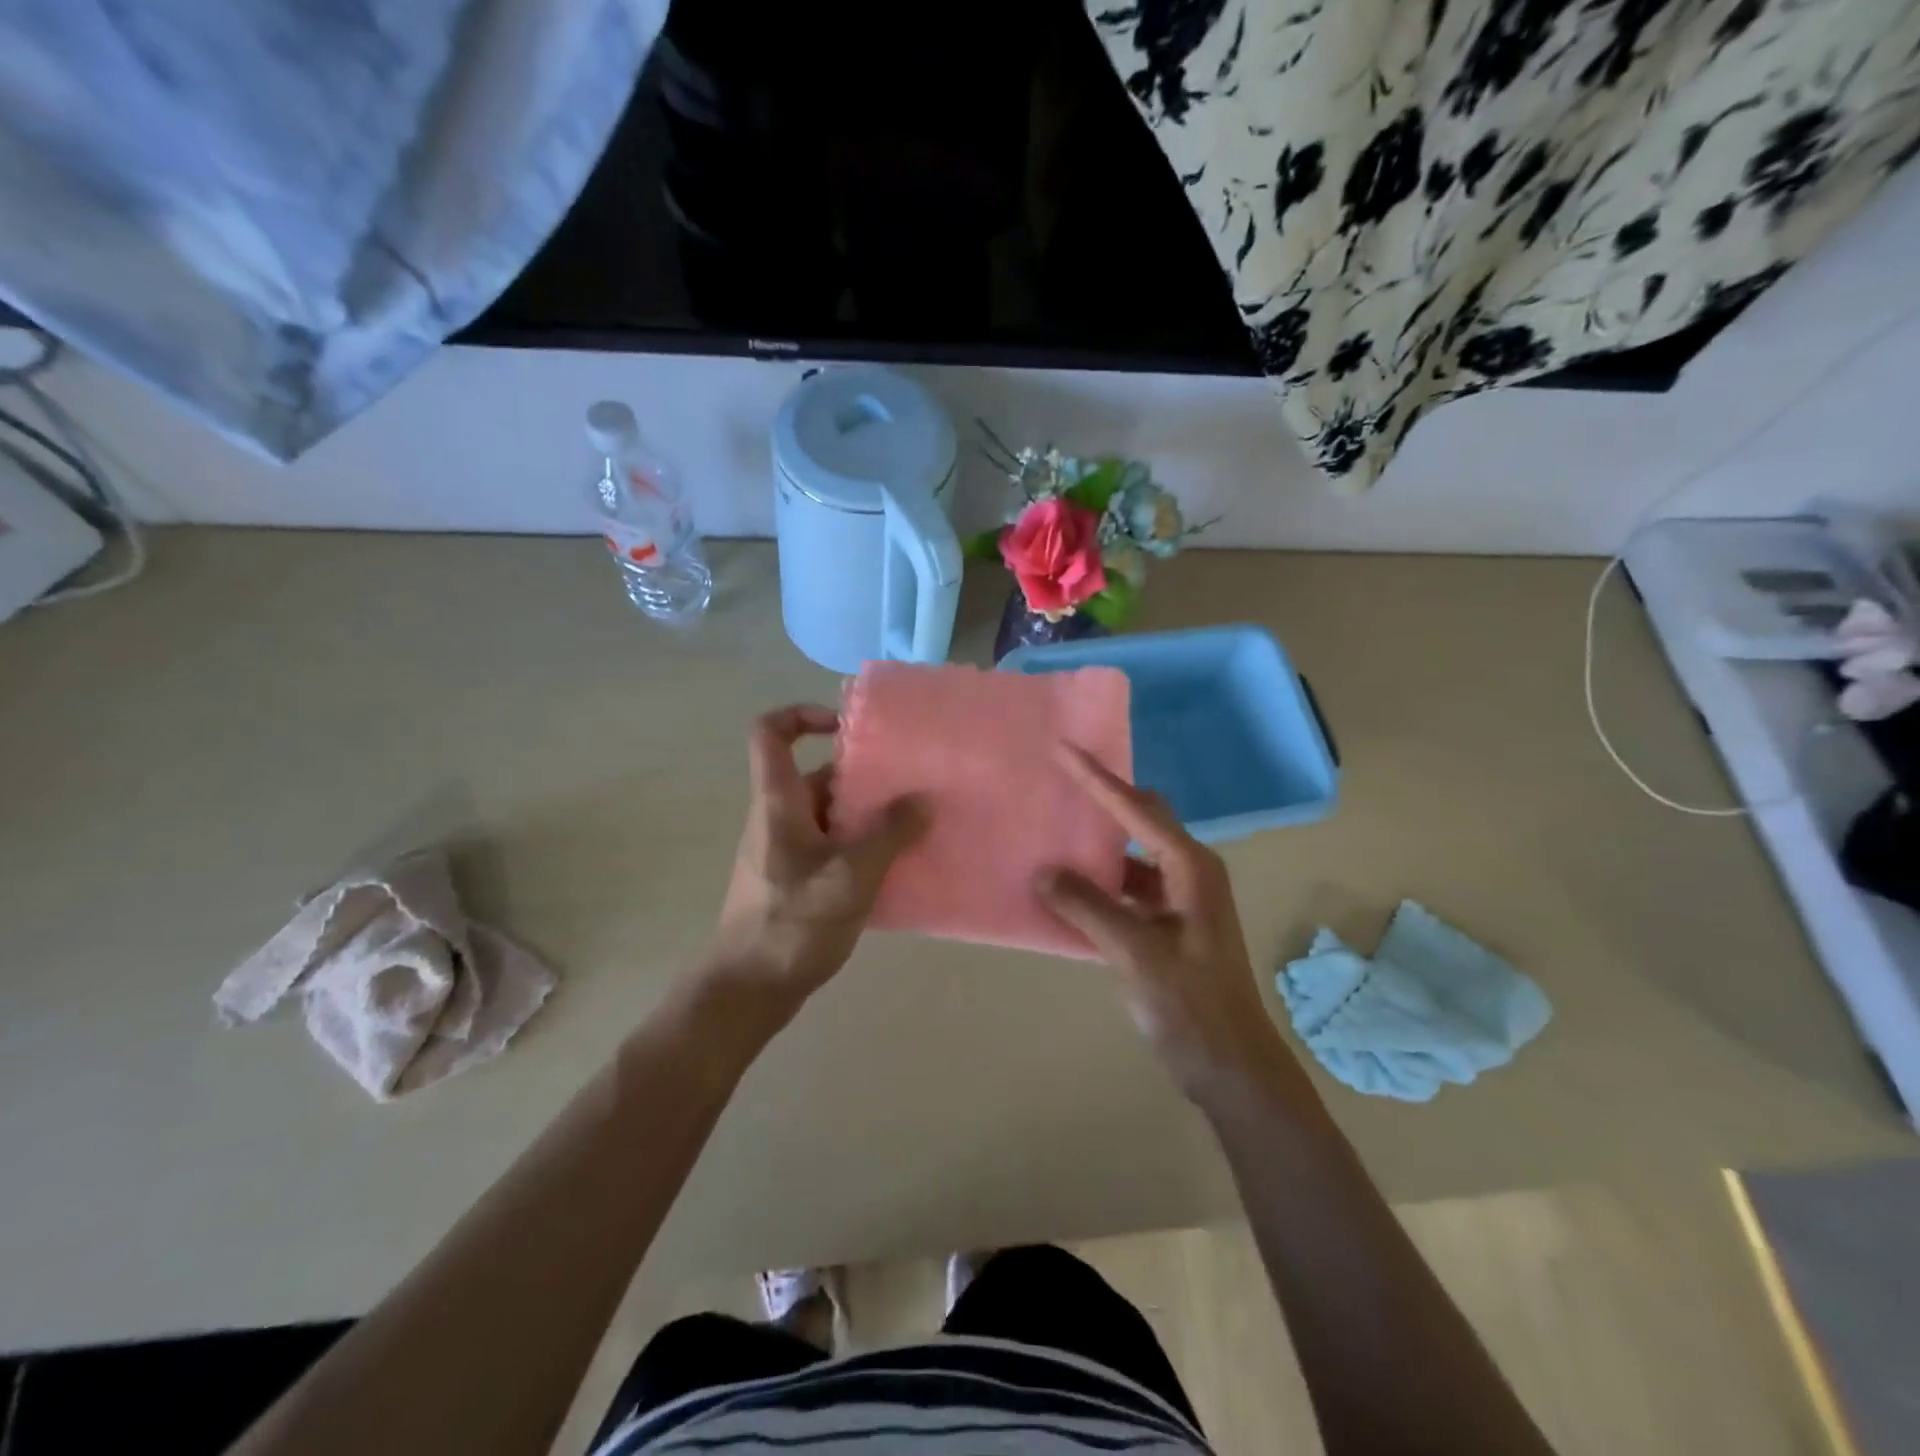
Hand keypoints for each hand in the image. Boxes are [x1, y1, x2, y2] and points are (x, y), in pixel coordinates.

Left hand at [708, 705, 925, 1024]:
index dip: (802, 715)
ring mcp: (785, 851)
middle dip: (862, 775)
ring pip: (829, 814)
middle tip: (908, 783)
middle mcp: (778, 818)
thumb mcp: (851, 875)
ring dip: (868, 815)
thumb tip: (923, 799)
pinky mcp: (795, 880)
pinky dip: (861, 847)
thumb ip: (889, 834)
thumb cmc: (793, 923)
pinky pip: (831, 846)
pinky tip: (896, 865)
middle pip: (816, 775)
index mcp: (778, 802)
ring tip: (914, 823)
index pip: (770, 733)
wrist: (748, 990)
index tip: (847, 728)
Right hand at [1037, 746, 1307, 1109]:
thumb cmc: (1193, 1006)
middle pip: (1142, 820)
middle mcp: (1189, 873)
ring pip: (1133, 857)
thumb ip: (1088, 908)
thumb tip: (1044, 871)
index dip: (1098, 778)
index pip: (1137, 809)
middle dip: (1103, 799)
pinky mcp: (1169, 927)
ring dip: (1098, 847)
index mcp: (1191, 867)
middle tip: (1060, 782)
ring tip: (1054, 834)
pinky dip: (1100, 884)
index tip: (1064, 749)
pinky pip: (1128, 889)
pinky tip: (1068, 891)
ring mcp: (1181, 901)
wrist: (1233, 1069)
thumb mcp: (1136, 954)